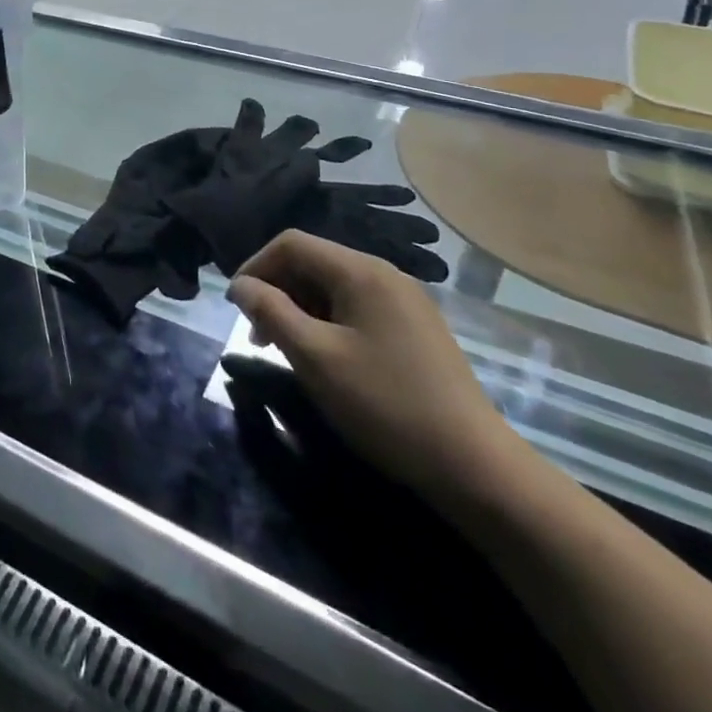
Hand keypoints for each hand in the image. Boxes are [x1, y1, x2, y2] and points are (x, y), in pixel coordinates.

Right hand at [227, 232, 531, 505]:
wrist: (476, 468)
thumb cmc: (386, 405)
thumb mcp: (315, 357)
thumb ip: (270, 312)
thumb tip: (241, 285)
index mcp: (361, 271)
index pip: (291, 244)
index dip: (255, 267)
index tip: (236, 307)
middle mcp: (385, 275)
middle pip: (313, 263)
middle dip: (277, 292)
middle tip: (258, 337)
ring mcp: (405, 303)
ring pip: (334, 289)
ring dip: (301, 310)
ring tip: (287, 351)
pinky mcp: (416, 331)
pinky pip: (357, 310)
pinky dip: (329, 324)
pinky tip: (326, 361)